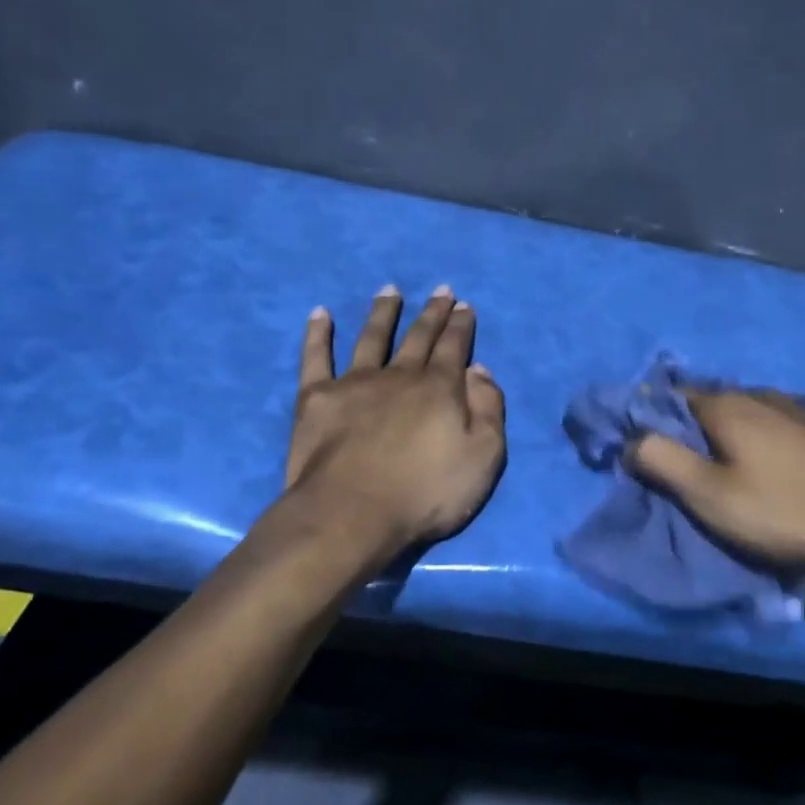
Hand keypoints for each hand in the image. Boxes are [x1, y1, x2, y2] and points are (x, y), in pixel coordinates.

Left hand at [285, 286, 506, 552]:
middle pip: (419, 336)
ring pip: (372, 337)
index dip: (461, 325)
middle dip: (432, 312)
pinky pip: (316, 358)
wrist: (352, 513)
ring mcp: (356, 383)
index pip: (455, 346)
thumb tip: (478, 369)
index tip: (464, 305)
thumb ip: (488, 408)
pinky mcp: (318, 398)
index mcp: (440, 387)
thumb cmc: (426, 492)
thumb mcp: (484, 456)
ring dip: (383, 312)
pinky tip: (320, 314)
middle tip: (440, 290)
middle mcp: (400, 375)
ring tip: (390, 290)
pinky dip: (317, 334)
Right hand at [628, 390, 804, 601]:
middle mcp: (758, 394)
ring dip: (726, 435)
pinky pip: (773, 425)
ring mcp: (795, 408)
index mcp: (726, 405)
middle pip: (708, 403)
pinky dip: (757, 440)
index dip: (652, 420)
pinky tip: (767, 468)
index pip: (671, 397)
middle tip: (683, 468)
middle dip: (689, 429)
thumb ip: (662, 461)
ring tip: (723, 470)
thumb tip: (629, 439)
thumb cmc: (783, 510)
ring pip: (744, 413)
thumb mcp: (709, 494)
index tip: (645, 450)